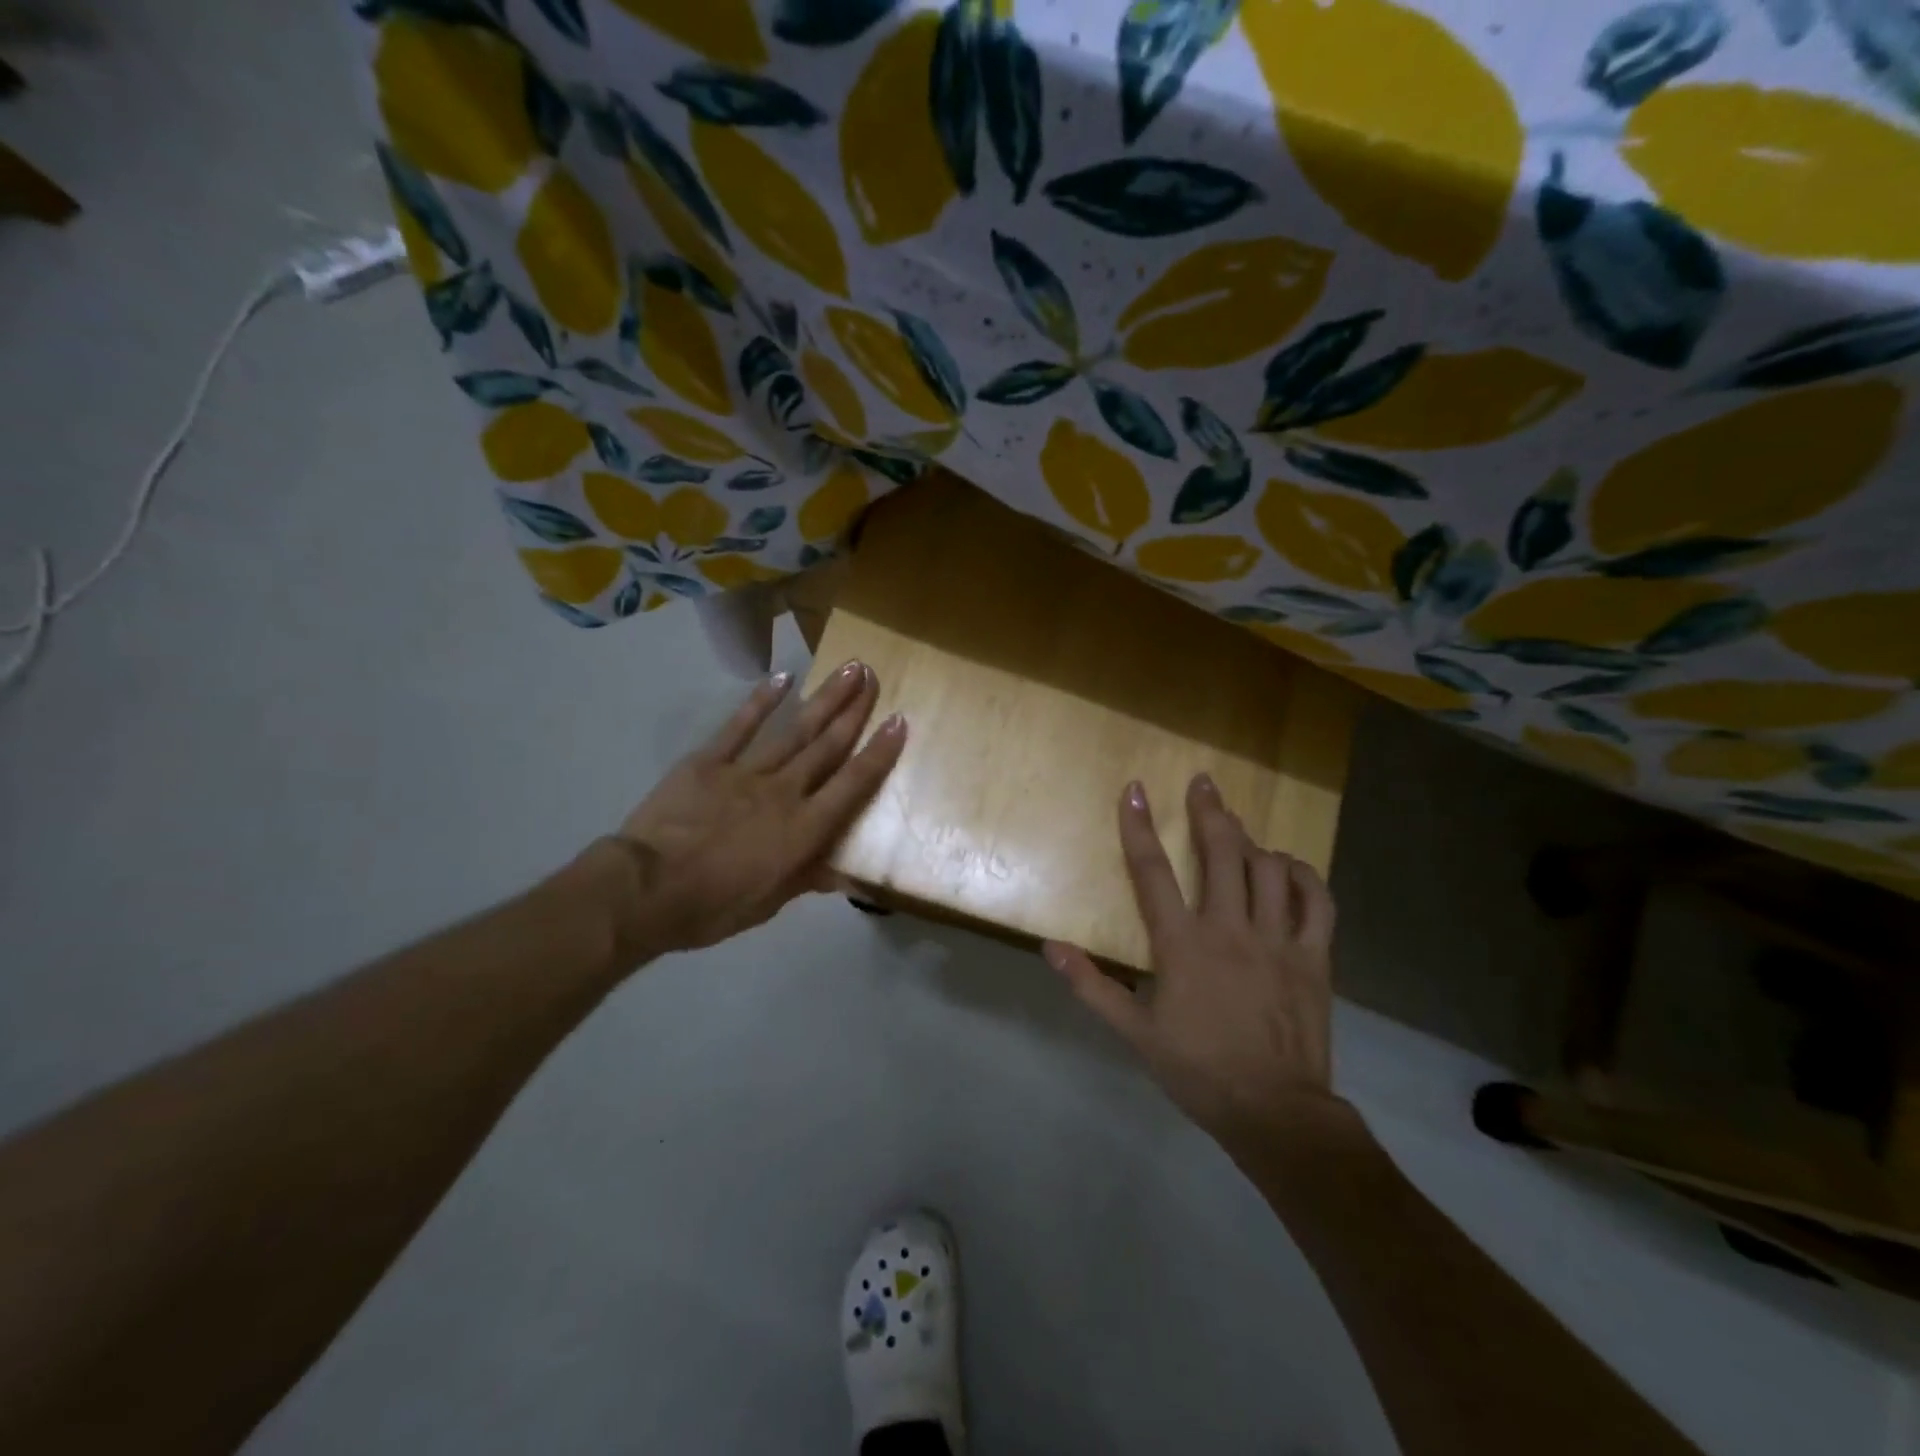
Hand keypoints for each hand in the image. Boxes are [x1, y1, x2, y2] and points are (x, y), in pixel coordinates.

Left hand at [600, 661, 905, 960]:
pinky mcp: (708, 761)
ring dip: (824, 699)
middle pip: (827, 746)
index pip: (852, 784)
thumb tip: (848, 877)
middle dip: (855, 710)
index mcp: (804, 829)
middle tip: (874, 676)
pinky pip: (739, 727)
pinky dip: (761, 702)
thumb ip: (808, 878)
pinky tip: (782, 679)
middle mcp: (785, 792)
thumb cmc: (712, 906)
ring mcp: (746, 772)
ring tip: (847, 669)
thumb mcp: (768, 904)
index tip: (900, 721)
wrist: (646, 890)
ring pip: (795, 730)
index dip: (880, 752)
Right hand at [1044, 774, 1343, 1144]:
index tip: (1136, 790)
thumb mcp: (1134, 1033)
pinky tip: (1290, 867)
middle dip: (1210, 812)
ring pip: (1269, 869)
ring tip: (1239, 831)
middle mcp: (1230, 929)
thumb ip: (1092, 987)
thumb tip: (1050, 947)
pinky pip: (1317, 902)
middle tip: (1204, 784)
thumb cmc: (1198, 1069)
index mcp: (1182, 945)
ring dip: (1252, 842)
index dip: (1139, 827)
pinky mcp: (1314, 957)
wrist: (1274, 1112)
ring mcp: (1277, 940)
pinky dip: (1304, 876)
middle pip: (1221, 853)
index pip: (1153, 872)